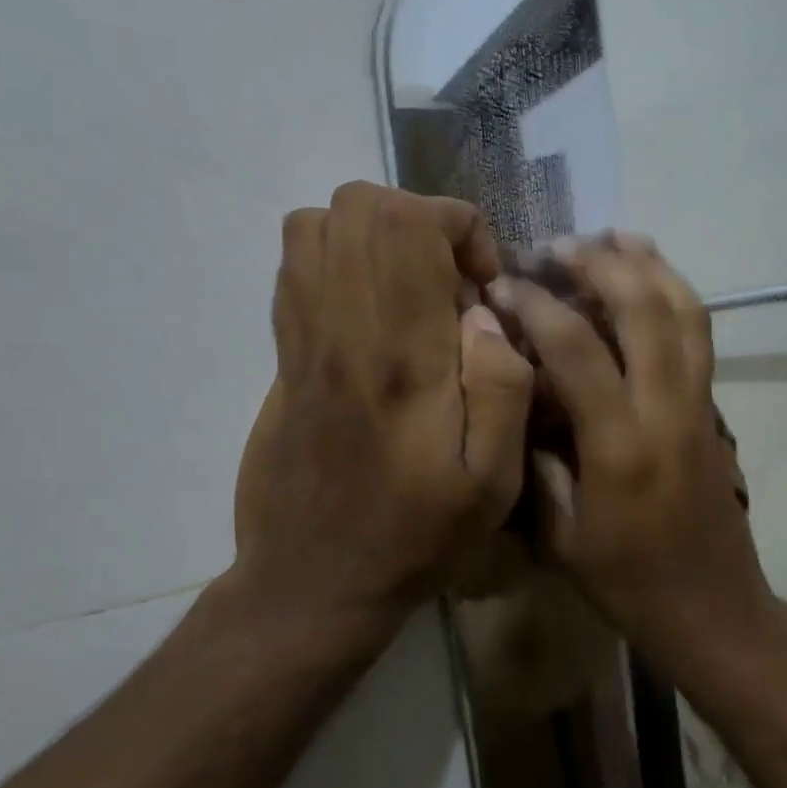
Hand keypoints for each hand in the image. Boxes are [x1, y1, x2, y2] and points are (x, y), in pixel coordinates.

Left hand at [232, 183, 533, 644]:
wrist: (315, 580)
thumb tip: (486, 316)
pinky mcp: (283, 356)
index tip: (484, 284)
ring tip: (414, 290)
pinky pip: (295, 267)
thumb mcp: (492, 484)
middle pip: (359, 206)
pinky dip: (340, 260)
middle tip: (452, 281)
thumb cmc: (416, 537)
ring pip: (317, 224)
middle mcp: (343, 330)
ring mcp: (302, 339)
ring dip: (377, 236)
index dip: (458, 228)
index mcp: (401, 356)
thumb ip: (503, 389)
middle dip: (421, 221)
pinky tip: (376, 313)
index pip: (409, 225)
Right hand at [490, 236, 773, 657]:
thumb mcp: (560, 536)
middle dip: (598, 263)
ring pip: (686, 310)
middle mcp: (667, 412)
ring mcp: (700, 405)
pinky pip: (700, 334)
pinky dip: (676, 292)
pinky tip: (650, 277)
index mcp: (620, 448)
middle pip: (643, 308)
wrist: (712, 607)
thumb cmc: (627, 583)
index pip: (578, 349)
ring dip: (648, 264)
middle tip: (556, 247)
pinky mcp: (715, 408)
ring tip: (611, 236)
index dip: (537, 305)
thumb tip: (523, 396)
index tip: (504, 287)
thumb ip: (538, 462)